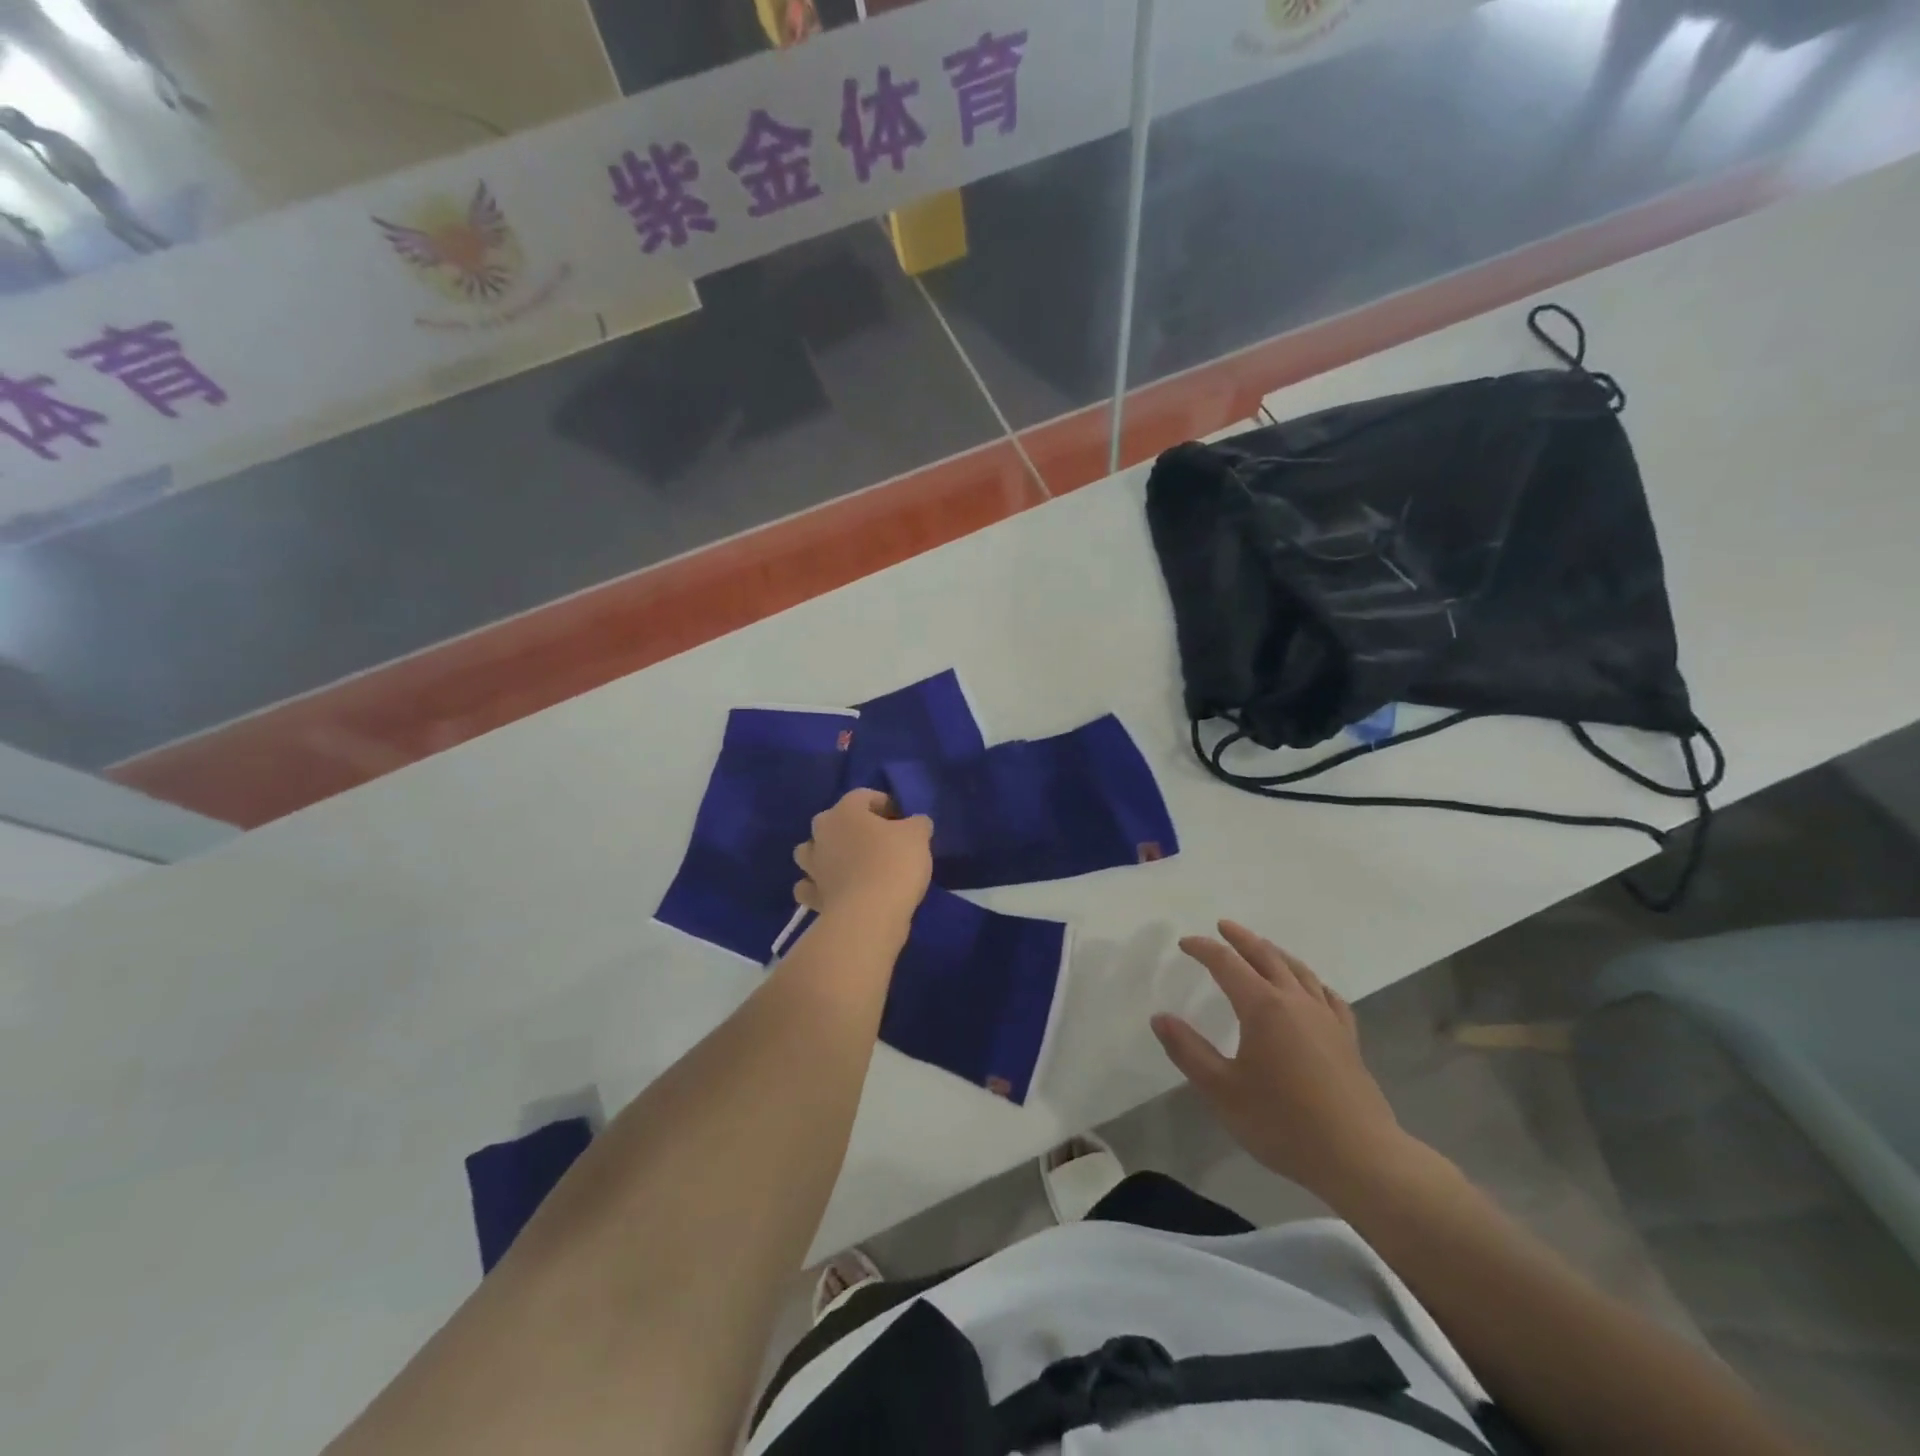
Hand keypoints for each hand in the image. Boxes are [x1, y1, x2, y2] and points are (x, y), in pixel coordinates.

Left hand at [793, 789, 932, 931]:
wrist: (869, 915)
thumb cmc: (894, 864)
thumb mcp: (918, 835)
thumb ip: (917, 823)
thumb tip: (915, 824)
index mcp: (845, 811)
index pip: (863, 796)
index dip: (884, 804)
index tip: (902, 819)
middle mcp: (822, 833)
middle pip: (833, 821)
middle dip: (852, 827)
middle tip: (878, 841)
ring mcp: (812, 866)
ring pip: (811, 852)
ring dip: (826, 854)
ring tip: (850, 865)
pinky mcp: (811, 896)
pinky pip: (809, 887)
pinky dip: (818, 888)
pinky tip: (834, 892)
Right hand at [1152, 921, 1414, 1204]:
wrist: (1359, 1157)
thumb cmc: (1283, 1122)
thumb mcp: (1222, 1090)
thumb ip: (1188, 1051)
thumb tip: (1160, 1017)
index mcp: (1262, 1007)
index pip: (1227, 964)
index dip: (1204, 949)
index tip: (1185, 943)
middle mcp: (1295, 1001)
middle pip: (1265, 956)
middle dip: (1241, 939)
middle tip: (1223, 927)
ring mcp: (1326, 1018)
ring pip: (1298, 971)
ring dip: (1274, 953)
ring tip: (1261, 947)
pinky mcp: (1347, 1039)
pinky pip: (1327, 996)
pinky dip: (1311, 982)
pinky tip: (1311, 988)